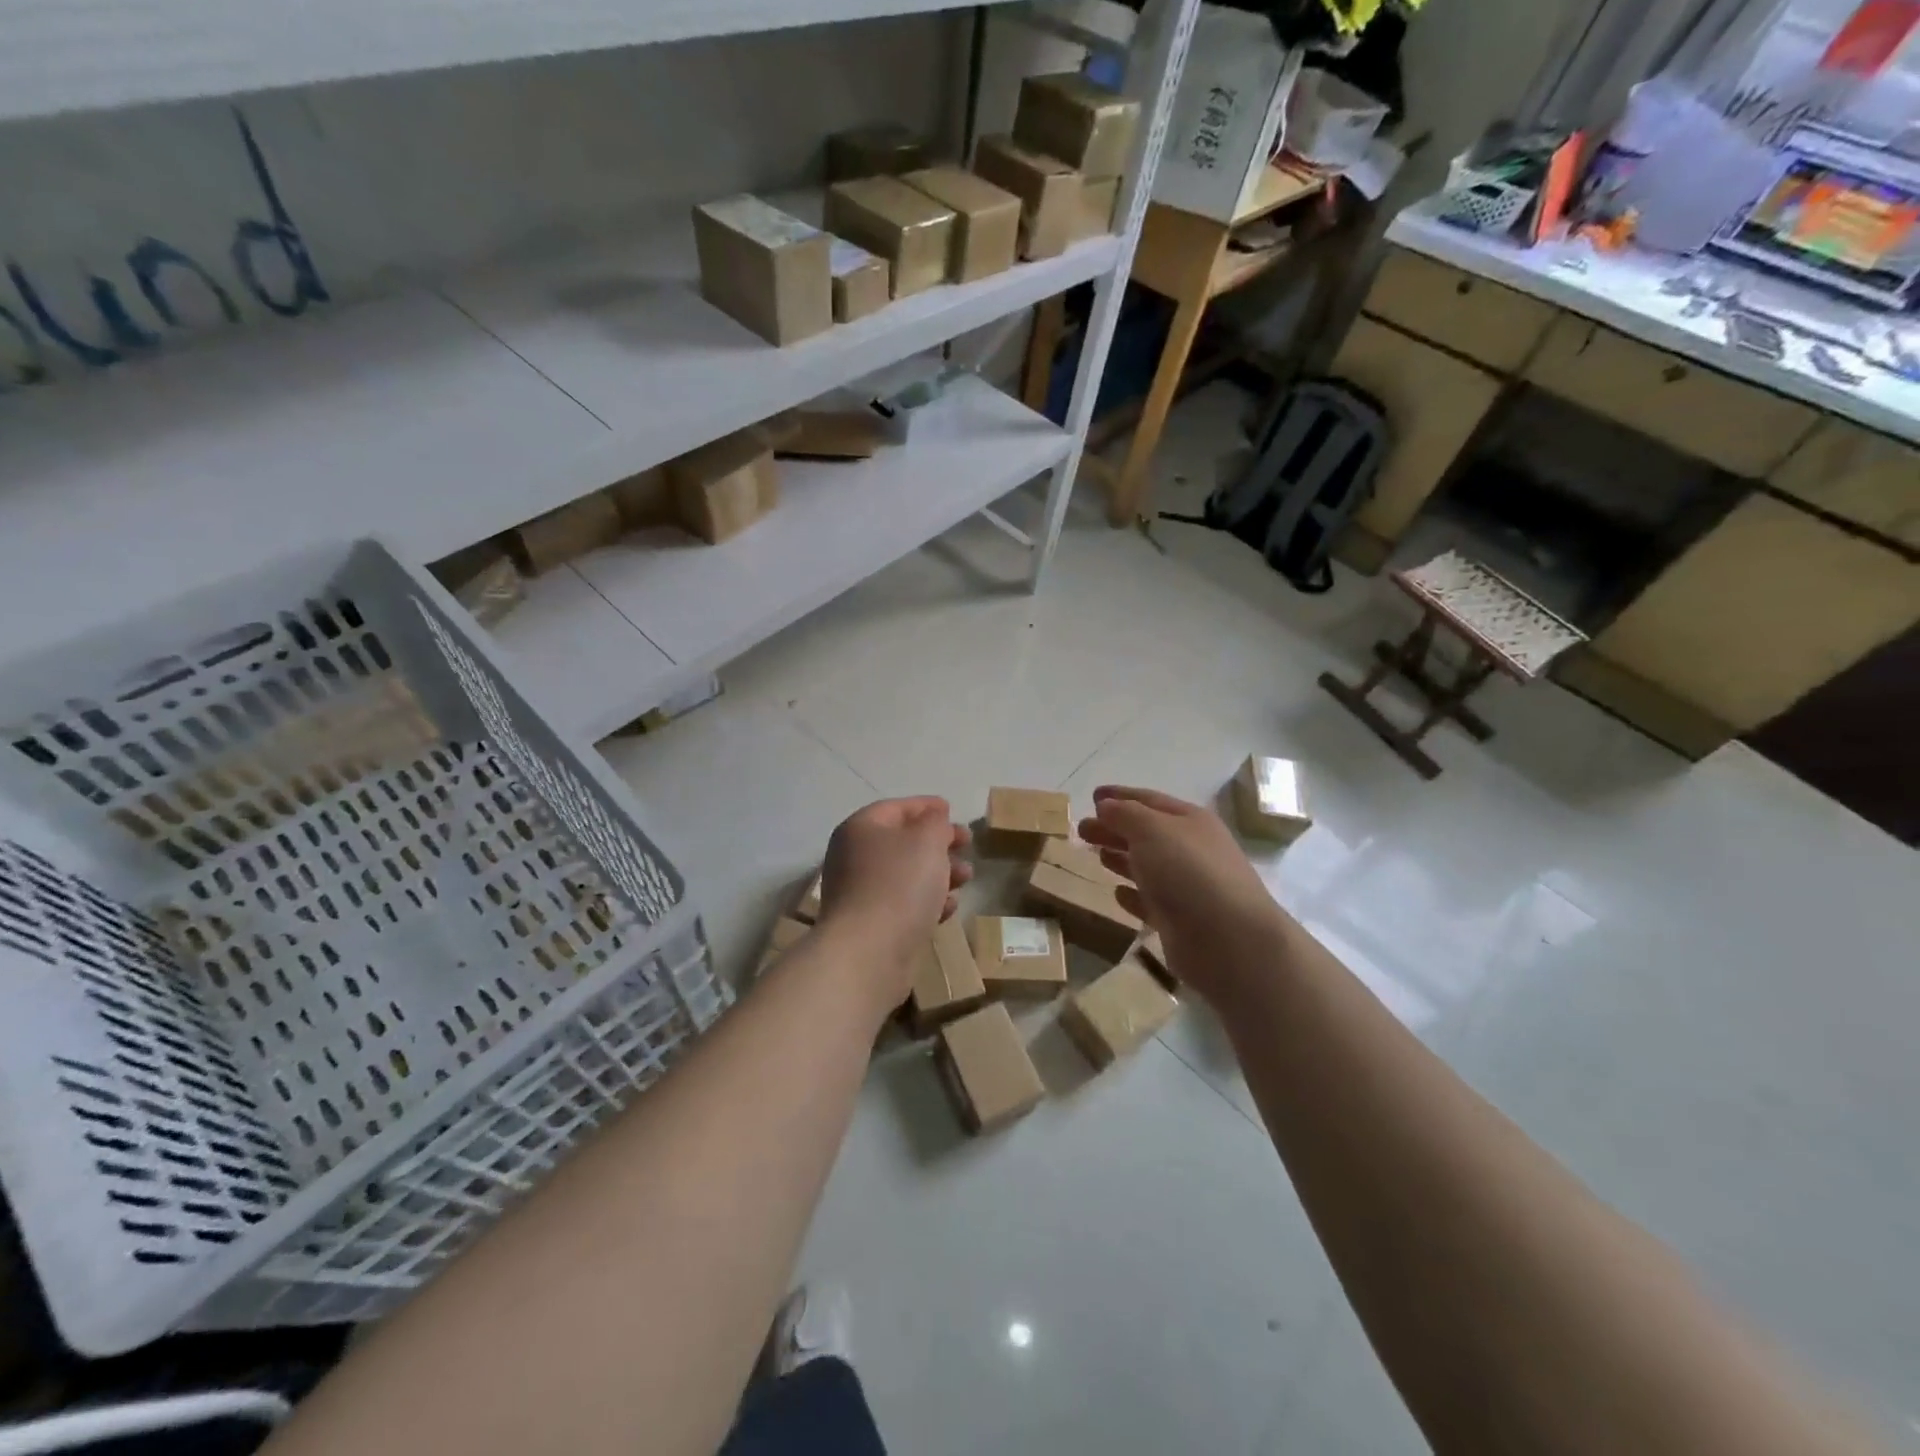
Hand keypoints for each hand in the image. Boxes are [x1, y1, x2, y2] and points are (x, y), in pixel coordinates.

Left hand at [818, 797, 971, 999]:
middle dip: (938, 842)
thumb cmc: (899, 885)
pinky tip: (949, 909)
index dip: (926, 806)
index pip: (896, 807)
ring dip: (939, 873)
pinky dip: (927, 901)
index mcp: (861, 829)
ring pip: (906, 874)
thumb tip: (933, 819)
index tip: (952, 809)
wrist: (869, 954)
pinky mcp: (871, 925)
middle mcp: (854, 857)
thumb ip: (935, 822)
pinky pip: (903, 904)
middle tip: (967, 845)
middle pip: (902, 841)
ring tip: (967, 878)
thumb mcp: (927, 840)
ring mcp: (859, 893)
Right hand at [1077, 785, 1287, 1006]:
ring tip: (1096, 855)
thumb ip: (1125, 814)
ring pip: (1147, 866)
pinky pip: (1150, 901)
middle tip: (1082, 830)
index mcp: (1190, 821)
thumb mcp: (1152, 830)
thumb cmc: (1189, 873)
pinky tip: (1116, 893)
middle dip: (1114, 828)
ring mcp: (1187, 887)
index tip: (1092, 796)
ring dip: (1121, 857)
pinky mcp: (1180, 921)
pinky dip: (1132, 895)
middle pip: (1146, 833)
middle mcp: (1191, 850)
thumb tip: (1106, 806)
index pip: (1149, 800)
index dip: (1120, 796)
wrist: (1229, 941)